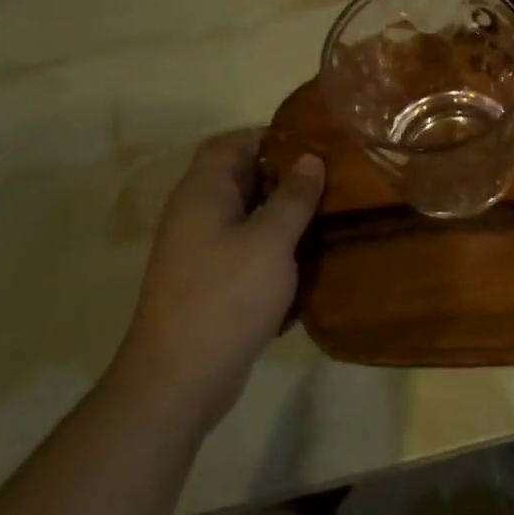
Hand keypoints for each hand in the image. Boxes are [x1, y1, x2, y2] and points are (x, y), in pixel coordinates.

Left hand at [115, 129, 324, 431]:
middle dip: (285, 176)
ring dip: (283, 214)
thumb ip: (293, 197)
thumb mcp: (270, 241)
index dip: (269, 136)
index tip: (313, 144)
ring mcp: (201, 251)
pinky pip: (247, 250)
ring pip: (247, 217)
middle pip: (240, 178)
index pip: (231, 143)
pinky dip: (275, 248)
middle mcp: (196, 215)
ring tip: (330, 214)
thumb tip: (310, 159)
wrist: (180, 378)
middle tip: (333, 179)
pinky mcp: (212, 283)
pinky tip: (309, 257)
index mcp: (203, 193)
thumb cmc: (227, 296)